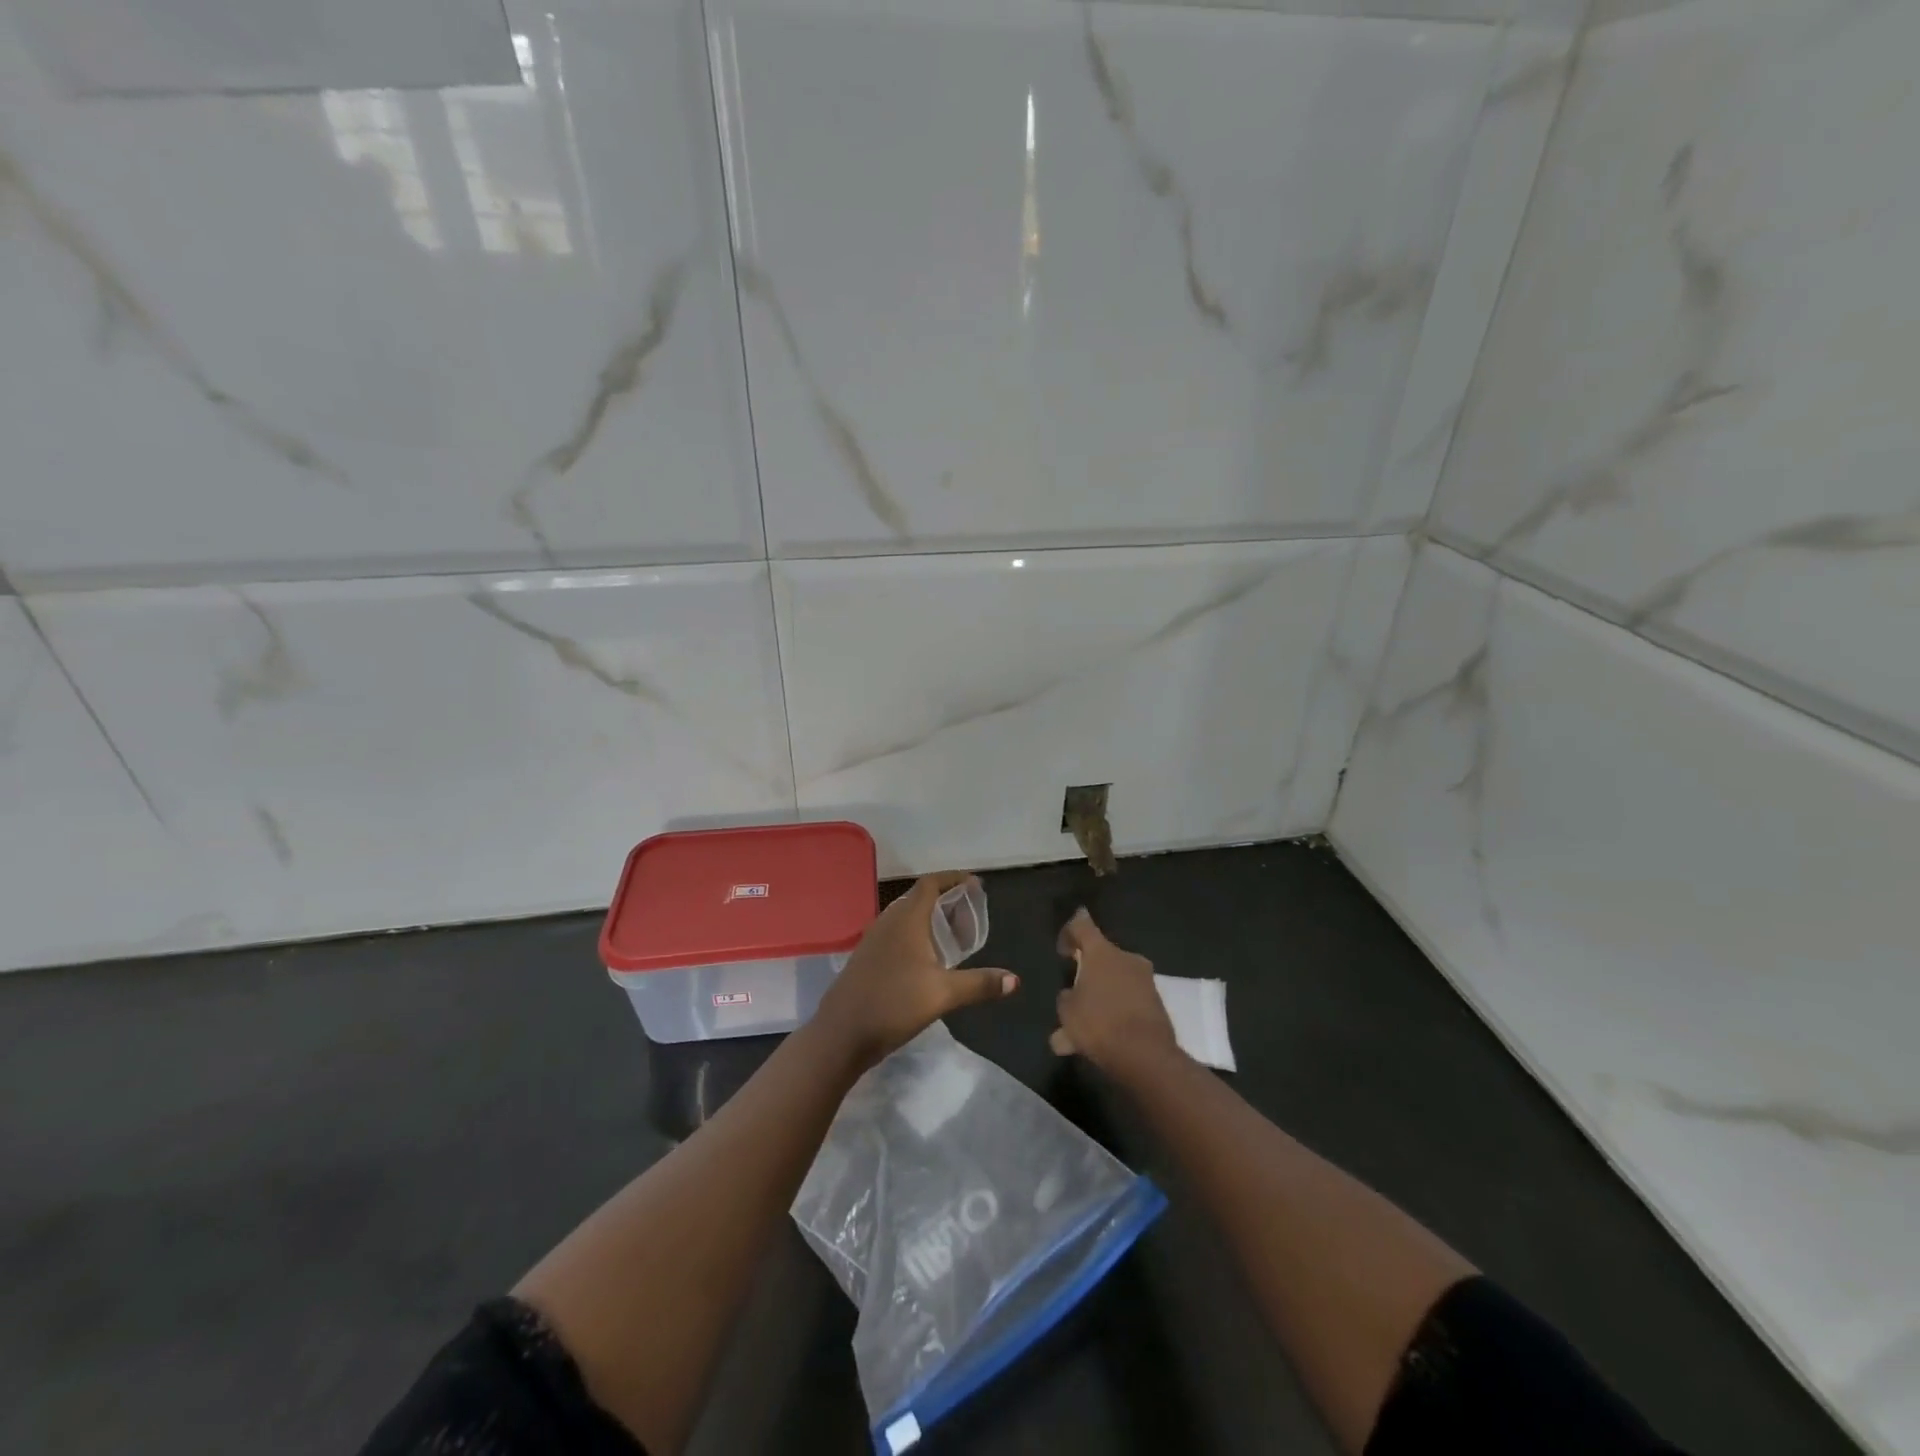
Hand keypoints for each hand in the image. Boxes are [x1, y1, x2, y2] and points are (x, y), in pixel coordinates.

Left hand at [815, 872, 1016, 1071]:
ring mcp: (873, 940)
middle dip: (944, 899)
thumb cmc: (893, 1004)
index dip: (952, 878)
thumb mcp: (943, 994)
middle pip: (918, 898)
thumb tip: (1015, 980)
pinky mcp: (866, 958)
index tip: (974, 883)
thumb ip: (980, 984)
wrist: (841, 1034)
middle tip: (969, 912)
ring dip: (928, 918)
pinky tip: (924, 959)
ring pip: (905, 917)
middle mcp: (888, 921)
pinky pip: (895, 933)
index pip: (930, 884)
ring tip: (951, 935)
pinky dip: (914, 934)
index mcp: (906, 919)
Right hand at [1049, 909, 1181, 1083]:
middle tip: (1073, 994)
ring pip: (1114, 982)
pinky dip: (1114, 1013)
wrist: (1146, 1056)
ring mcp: (1145, 980)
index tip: (1062, 952)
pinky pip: (1127, 1001)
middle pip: (1101, 956)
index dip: (1069, 933)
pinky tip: (1100, 1038)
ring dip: (1100, 997)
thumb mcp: (1067, 1012)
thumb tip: (1072, 994)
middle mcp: (1126, 958)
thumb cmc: (1099, 1024)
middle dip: (1087, 972)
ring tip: (1082, 1028)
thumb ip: (1067, 997)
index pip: (1081, 924)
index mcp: (1102, 952)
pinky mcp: (1156, 1002)